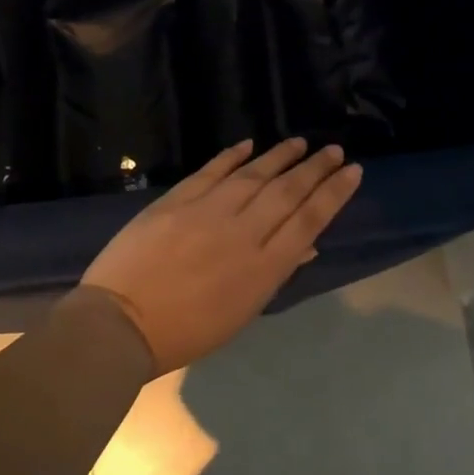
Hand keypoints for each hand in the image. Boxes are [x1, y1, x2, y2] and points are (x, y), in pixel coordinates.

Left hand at [78, 137, 364, 375]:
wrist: (121, 322)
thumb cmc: (185, 331)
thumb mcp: (240, 313)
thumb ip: (274, 274)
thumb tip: (306, 245)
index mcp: (263, 267)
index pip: (309, 220)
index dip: (333, 193)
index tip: (352, 171)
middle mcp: (243, 232)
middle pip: (288, 192)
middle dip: (315, 169)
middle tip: (334, 150)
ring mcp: (209, 210)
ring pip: (255, 174)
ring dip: (280, 156)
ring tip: (301, 143)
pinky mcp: (178, 198)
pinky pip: (213, 170)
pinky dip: (232, 156)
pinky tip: (250, 144)